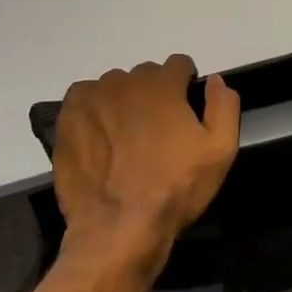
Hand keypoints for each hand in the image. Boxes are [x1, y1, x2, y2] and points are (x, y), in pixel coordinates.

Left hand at [53, 55, 240, 282]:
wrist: (119, 227)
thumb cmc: (175, 188)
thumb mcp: (220, 151)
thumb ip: (223, 106)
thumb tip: (215, 80)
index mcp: (163, 84)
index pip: (178, 65)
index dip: (185, 85)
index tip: (184, 110)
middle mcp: (126, 81)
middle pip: (145, 76)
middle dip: (154, 94)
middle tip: (156, 131)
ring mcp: (93, 97)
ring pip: (114, 87)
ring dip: (123, 102)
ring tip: (125, 138)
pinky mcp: (68, 116)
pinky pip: (84, 98)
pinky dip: (94, 110)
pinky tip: (100, 137)